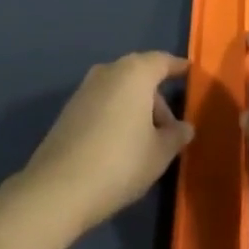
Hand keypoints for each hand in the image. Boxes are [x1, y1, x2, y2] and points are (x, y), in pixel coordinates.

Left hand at [21, 51, 194, 233]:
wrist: (59, 187)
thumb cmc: (120, 163)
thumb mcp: (158, 154)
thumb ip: (176, 136)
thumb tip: (186, 127)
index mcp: (135, 72)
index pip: (162, 61)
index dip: (177, 67)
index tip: (188, 71)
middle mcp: (110, 70)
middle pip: (141, 77)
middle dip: (157, 101)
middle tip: (168, 132)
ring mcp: (86, 87)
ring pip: (121, 90)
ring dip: (136, 110)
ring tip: (144, 144)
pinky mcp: (70, 108)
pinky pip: (103, 103)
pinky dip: (116, 116)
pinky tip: (118, 147)